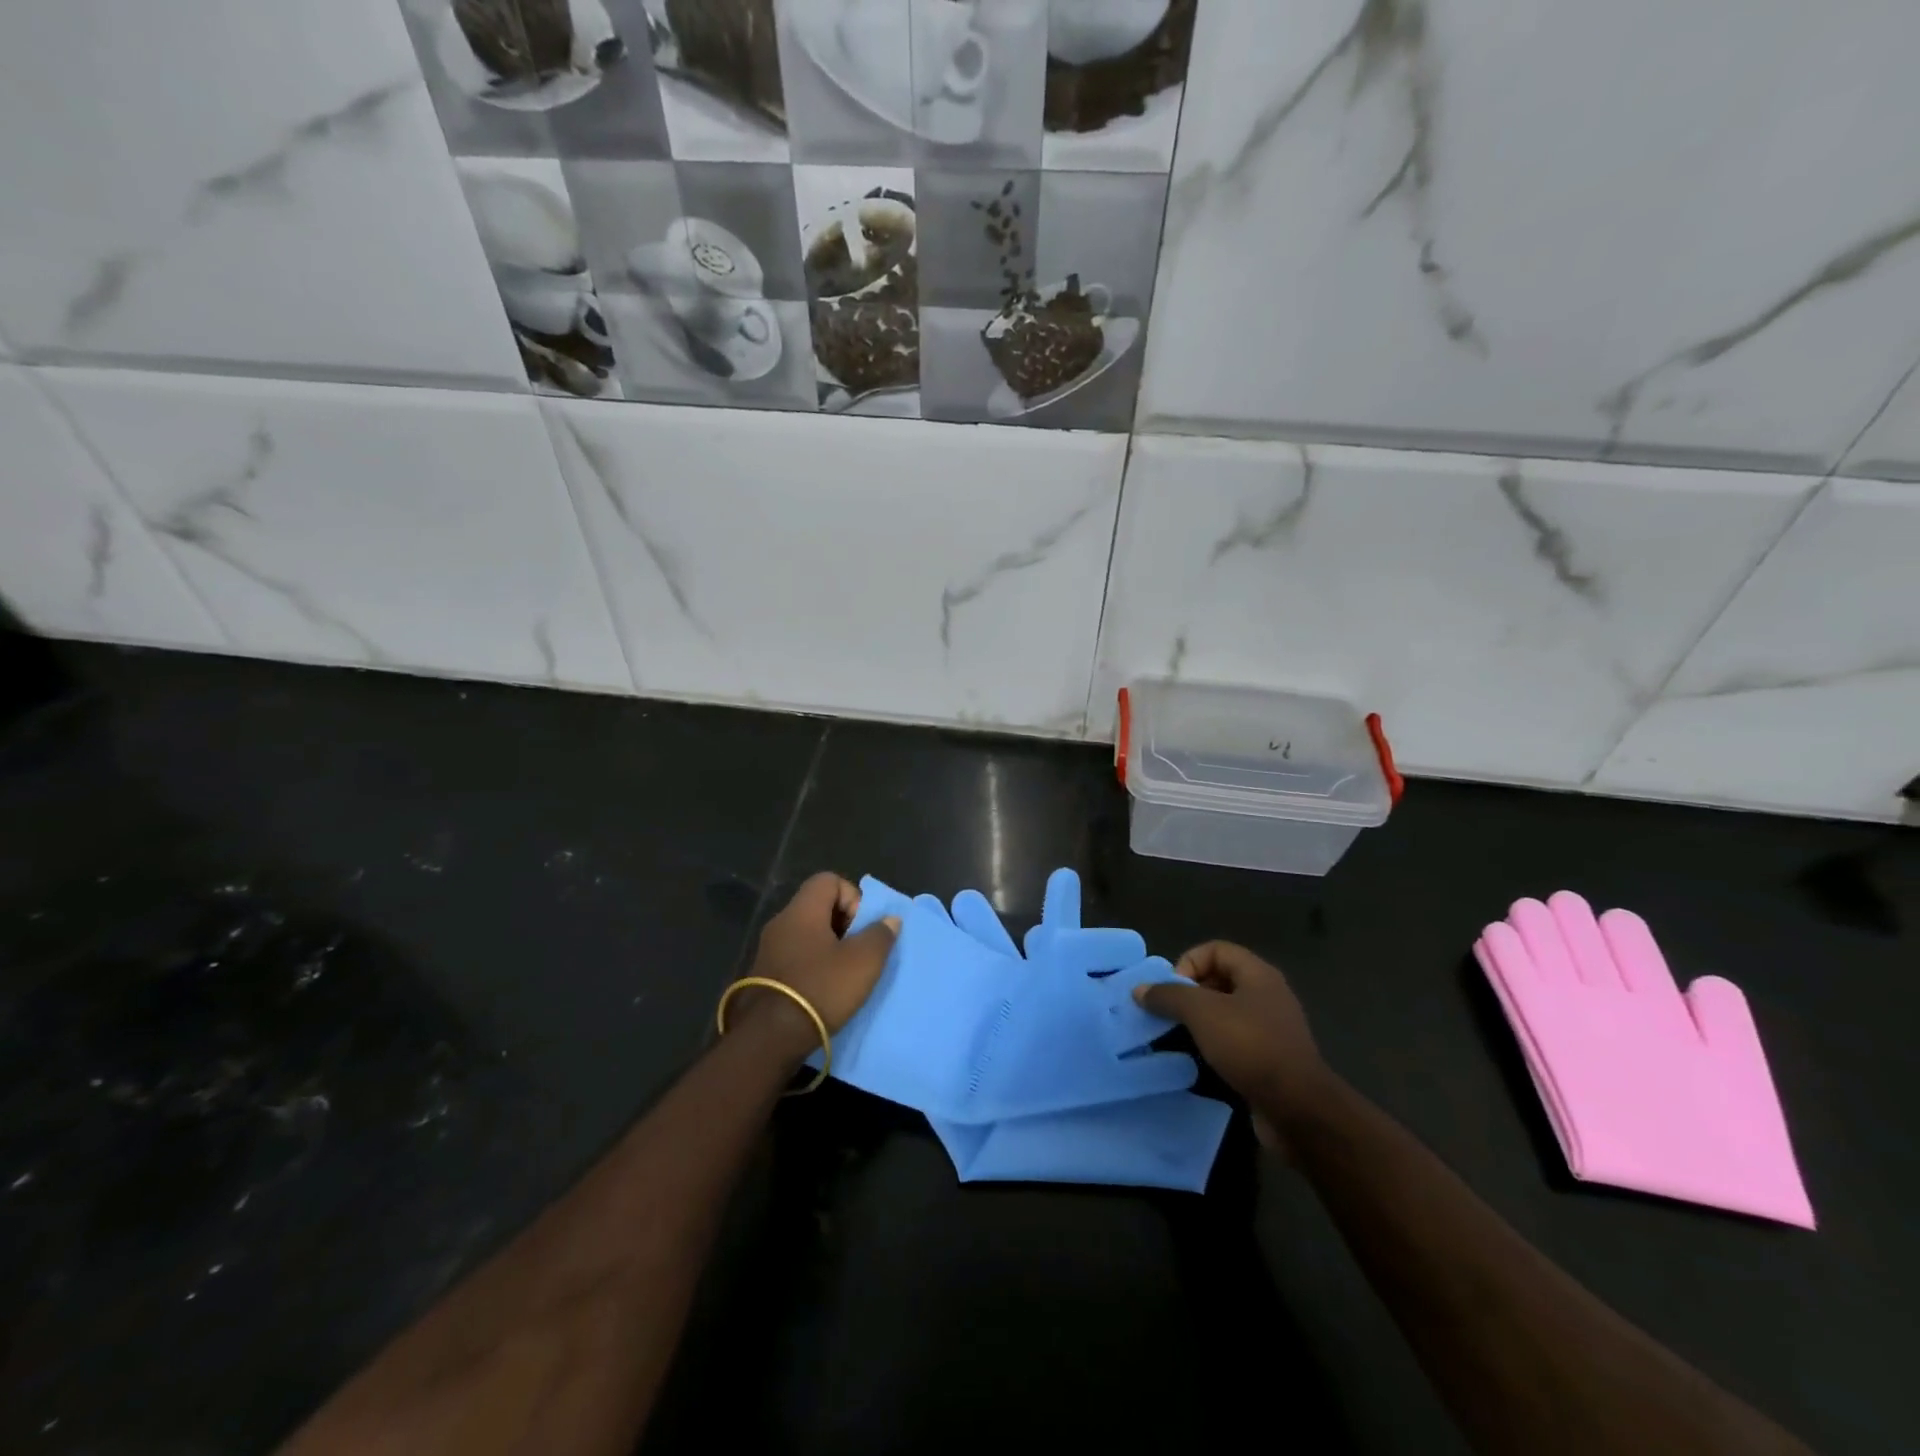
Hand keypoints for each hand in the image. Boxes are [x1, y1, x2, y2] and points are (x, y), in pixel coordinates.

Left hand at [734, 873, 899, 1059]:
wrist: (770, 1037)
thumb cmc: (820, 988)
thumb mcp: (863, 962)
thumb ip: (880, 935)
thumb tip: (889, 919)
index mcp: (802, 911)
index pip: (829, 880)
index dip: (852, 896)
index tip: (861, 927)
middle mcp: (781, 923)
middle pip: (818, 906)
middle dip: (844, 924)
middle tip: (858, 951)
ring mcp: (768, 950)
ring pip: (807, 934)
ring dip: (829, 947)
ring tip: (845, 974)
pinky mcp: (763, 976)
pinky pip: (795, 957)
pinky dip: (813, 966)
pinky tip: (824, 990)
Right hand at [1133, 942, 1338, 1133]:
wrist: (1298, 1109)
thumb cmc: (1250, 1046)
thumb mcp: (1202, 1013)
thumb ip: (1169, 996)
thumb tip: (1140, 989)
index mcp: (1258, 974)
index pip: (1215, 949)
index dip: (1189, 962)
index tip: (1172, 991)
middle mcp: (1268, 995)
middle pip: (1220, 978)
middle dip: (1191, 992)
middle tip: (1172, 1014)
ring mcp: (1272, 1028)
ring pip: (1227, 1011)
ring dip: (1201, 1021)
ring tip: (1181, 1037)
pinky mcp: (1271, 1058)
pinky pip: (1236, 1039)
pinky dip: (1215, 1044)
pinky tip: (1202, 1060)